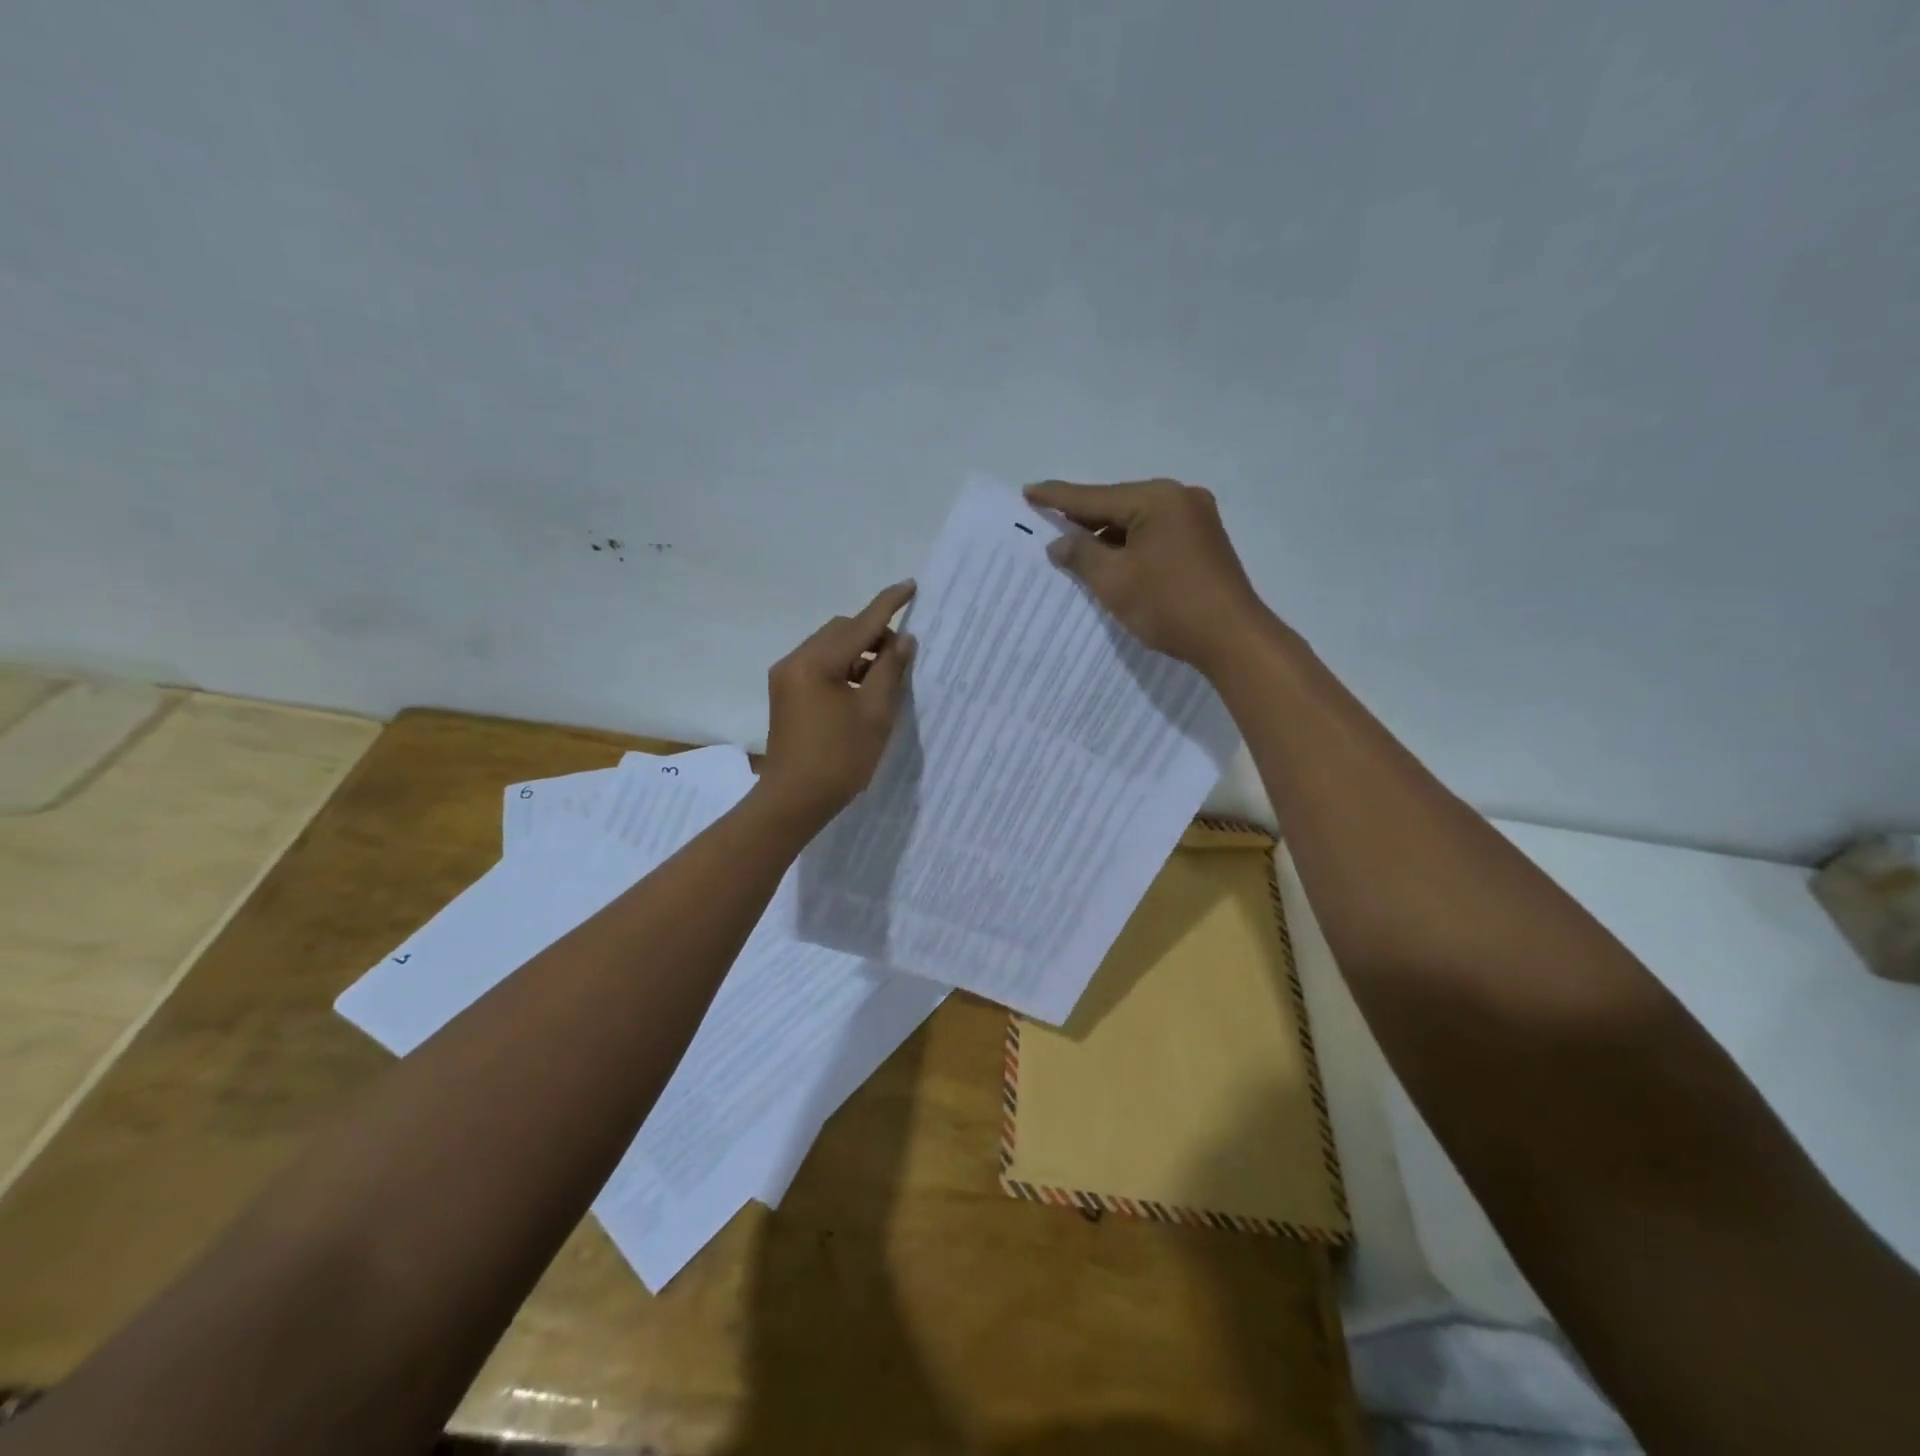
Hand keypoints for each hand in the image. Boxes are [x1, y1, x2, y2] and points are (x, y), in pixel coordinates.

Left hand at [759, 580, 916, 819]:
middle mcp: (796, 661)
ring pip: (830, 648)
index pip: (860, 623)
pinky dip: (843, 669)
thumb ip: (890, 670)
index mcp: (817, 662)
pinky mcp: (786, 694)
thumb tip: (903, 640)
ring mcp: (787, 677)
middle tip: (900, 657)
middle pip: (841, 631)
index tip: (910, 586)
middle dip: (873, 634)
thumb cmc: (840, 758)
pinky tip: (861, 691)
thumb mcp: (875, 713)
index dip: (888, 605)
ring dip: (858, 653)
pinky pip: (819, 666)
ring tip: (883, 678)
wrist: (794, 800)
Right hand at [1024, 479, 1271, 677]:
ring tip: (1073, 549)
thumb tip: (1059, 543)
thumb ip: (1081, 555)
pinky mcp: (1204, 543)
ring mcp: (1197, 520)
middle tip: (1047, 522)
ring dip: (1107, 537)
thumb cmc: (1168, 605)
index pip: (1095, 497)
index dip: (1058, 498)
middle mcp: (1180, 498)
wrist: (1232, 639)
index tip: (1028, 492)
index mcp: (1157, 499)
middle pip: (1118, 505)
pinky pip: (1155, 536)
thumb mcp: (1114, 580)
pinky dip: (1130, 547)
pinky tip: (1111, 561)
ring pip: (1137, 523)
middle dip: (1083, 519)